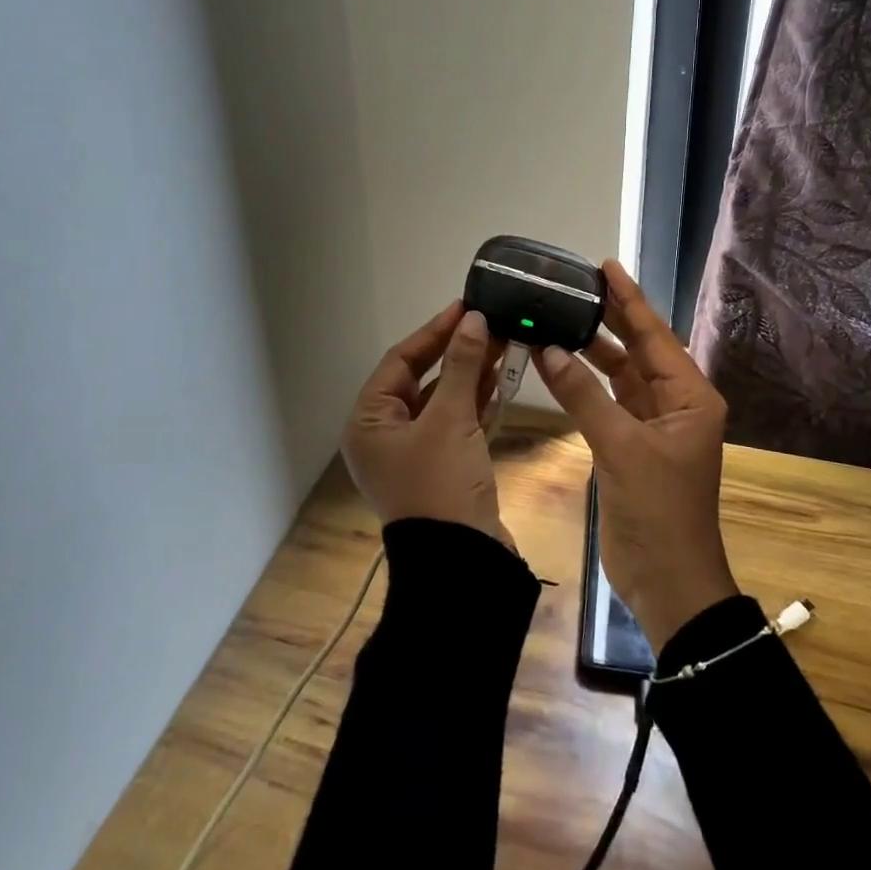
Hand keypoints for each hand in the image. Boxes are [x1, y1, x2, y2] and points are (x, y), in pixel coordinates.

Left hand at [341, 303, 512, 549]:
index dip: (434, 331)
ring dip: (469, 374)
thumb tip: (474, 319)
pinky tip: (499, 378)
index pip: (400, 360)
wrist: (462, 562)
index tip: (465, 307)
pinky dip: (474, 401)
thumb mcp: (450, 419)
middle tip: (488, 323)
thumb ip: (461, 366)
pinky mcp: (440, 465)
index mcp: (369, 422)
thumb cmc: (441, 485)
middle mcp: (385, 434)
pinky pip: (455, 422)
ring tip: (501, 343)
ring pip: (441, 400)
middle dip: (456, 352)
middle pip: (421, 378)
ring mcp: (414, 452)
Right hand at [533, 260, 737, 648]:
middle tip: (579, 284)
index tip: (606, 266)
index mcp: (690, 397)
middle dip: (612, 317)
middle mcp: (676, 403)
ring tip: (563, 316)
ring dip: (594, 350)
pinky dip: (586, 383)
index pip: (655, 335)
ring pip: (622, 374)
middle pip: (640, 349)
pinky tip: (561, 363)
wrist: (667, 580)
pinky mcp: (631, 445)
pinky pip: (608, 401)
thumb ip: (583, 395)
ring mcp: (653, 425)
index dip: (629, 300)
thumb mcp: (621, 448)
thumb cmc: (658, 511)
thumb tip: (549, 348)